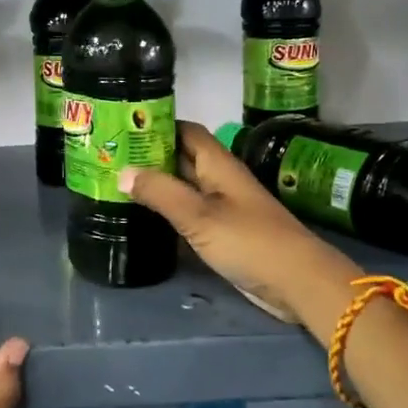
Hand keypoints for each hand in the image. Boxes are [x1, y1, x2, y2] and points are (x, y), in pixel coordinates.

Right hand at [120, 122, 359, 334]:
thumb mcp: (199, 216)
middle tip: (111, 157)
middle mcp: (219, 180)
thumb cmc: (249, 241)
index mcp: (218, 164)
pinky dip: (168, 212)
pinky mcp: (224, 233)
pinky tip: (143, 218)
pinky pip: (190, 214)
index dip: (157, 125)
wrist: (297, 283)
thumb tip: (122, 172)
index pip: (185, 131)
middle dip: (150, 155)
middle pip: (182, 158)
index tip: (123, 127)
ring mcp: (223, 207)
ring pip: (184, 187)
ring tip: (117, 183)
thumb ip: (160, 192)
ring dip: (157, 184)